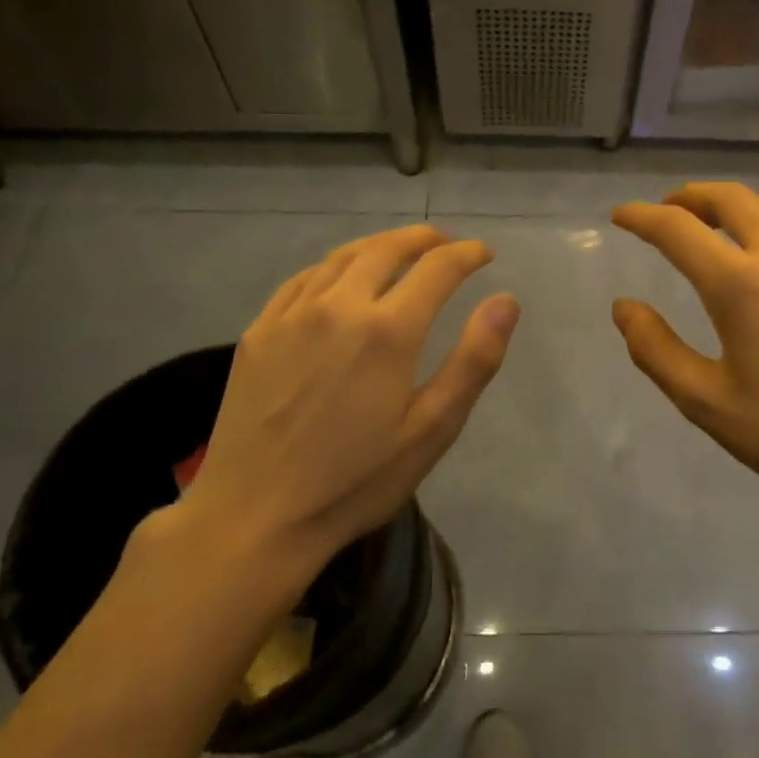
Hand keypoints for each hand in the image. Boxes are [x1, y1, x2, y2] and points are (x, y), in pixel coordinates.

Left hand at [170, 226, 518, 589]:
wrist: (252, 518)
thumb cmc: (354, 481)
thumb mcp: (431, 430)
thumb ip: (473, 360)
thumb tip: (506, 300)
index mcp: (387, 330)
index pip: (438, 268)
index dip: (466, 255)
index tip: (483, 254)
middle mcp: (339, 305)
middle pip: (388, 248)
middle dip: (424, 239)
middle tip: (445, 244)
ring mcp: (292, 314)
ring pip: (343, 256)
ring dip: (380, 245)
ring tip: (400, 251)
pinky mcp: (259, 330)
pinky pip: (303, 278)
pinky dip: (334, 266)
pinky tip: (340, 278)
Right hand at [611, 183, 758, 533]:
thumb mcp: (707, 403)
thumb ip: (654, 349)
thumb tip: (624, 307)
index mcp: (741, 284)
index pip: (676, 228)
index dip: (641, 216)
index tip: (621, 214)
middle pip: (730, 197)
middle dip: (690, 196)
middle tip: (668, 210)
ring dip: (735, 208)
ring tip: (716, 228)